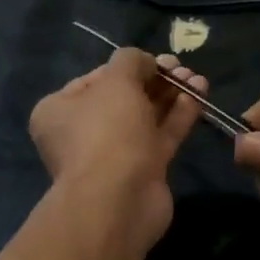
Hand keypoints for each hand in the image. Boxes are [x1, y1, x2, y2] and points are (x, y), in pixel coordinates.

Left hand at [30, 49, 205, 250]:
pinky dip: (179, 116)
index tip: (155, 59)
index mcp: (60, 110)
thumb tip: (146, 62)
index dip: (127, 67)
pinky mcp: (142, 171)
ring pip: (145, 117)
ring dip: (171, 95)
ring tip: (197, 78)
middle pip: (124, 98)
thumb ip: (131, 61)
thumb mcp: (116, 81)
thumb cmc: (107, 131)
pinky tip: (199, 95)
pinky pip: (161, 136)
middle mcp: (82, 132)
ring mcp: (113, 154)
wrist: (119, 200)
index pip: (95, 80)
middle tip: (181, 67)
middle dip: (155, 80)